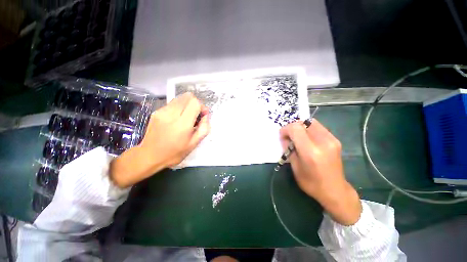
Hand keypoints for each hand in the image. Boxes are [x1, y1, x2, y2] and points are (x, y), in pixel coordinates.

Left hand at [110, 93, 209, 187]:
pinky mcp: (156, 111)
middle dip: (195, 104)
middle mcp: (171, 114)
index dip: (202, 107)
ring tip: (186, 117)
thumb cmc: (174, 153)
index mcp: (182, 124)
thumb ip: (204, 128)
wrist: (149, 156)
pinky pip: (172, 103)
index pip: (195, 103)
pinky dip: (179, 107)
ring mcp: (162, 111)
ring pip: (180, 98)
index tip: (202, 115)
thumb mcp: (194, 144)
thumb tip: (206, 116)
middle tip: (196, 115)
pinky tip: (177, 119)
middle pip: (187, 96)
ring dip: (187, 105)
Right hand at [280, 120, 361, 224]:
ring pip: (311, 122)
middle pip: (304, 123)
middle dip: (293, 127)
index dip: (286, 129)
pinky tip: (307, 139)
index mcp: (311, 151)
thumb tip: (285, 138)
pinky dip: (308, 130)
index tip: (282, 136)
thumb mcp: (295, 167)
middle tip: (289, 137)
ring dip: (301, 127)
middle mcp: (323, 142)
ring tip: (297, 138)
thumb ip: (289, 149)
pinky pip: (318, 127)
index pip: (295, 129)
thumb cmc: (311, 183)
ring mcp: (332, 140)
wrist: (335, 191)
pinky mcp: (335, 140)